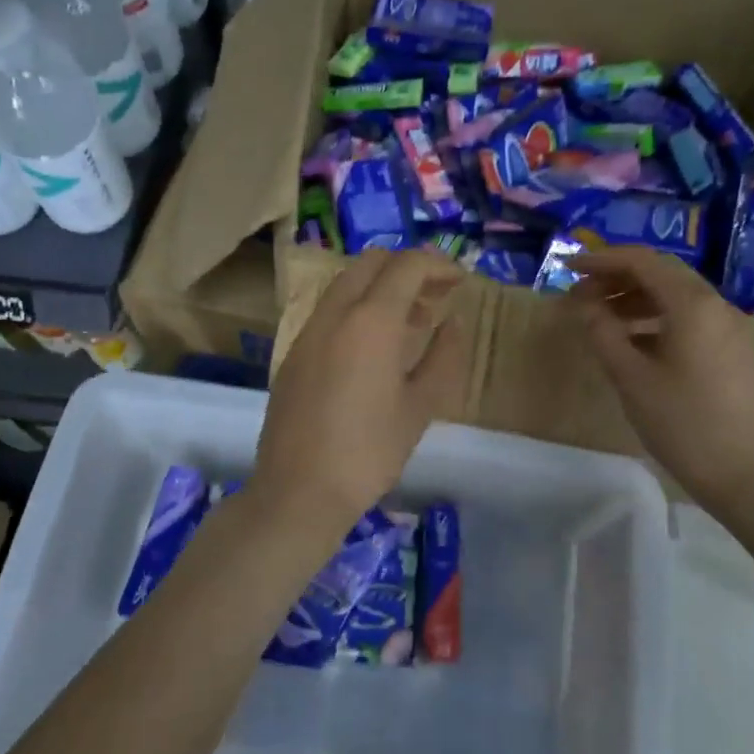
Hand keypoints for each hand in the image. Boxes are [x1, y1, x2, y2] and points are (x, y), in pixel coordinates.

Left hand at [255, 248, 462, 533]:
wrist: (298, 491)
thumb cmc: (369, 452)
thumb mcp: (420, 407)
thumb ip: (443, 357)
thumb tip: (454, 321)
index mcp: (371, 321)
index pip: (407, 266)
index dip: (438, 265)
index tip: (460, 281)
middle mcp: (335, 313)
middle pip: (372, 262)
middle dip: (408, 268)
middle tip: (436, 294)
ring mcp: (308, 331)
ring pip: (347, 283)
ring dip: (382, 287)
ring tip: (413, 319)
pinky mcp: (293, 352)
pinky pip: (330, 310)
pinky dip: (358, 307)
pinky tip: (375, 345)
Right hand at [566, 246, 753, 515]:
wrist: (752, 476)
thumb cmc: (686, 424)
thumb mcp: (632, 379)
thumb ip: (604, 334)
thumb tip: (584, 306)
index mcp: (691, 304)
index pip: (642, 261)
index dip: (602, 259)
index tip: (568, 267)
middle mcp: (715, 306)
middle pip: (661, 274)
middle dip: (617, 278)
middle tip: (580, 294)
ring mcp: (729, 329)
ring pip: (676, 298)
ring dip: (635, 300)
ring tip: (601, 319)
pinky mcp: (733, 353)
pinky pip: (689, 320)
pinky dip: (656, 320)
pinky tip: (634, 344)